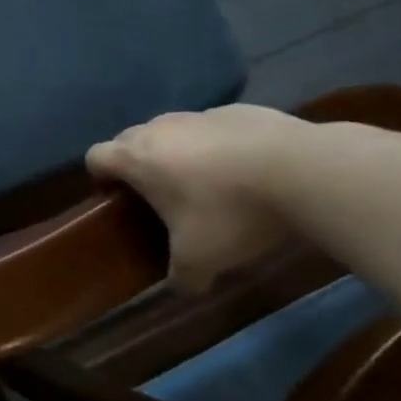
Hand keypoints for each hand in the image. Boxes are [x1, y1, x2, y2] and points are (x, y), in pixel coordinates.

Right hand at [86, 105, 308, 291]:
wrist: (304, 170)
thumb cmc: (232, 212)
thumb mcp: (202, 258)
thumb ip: (183, 277)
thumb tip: (183, 289)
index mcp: (136, 159)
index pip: (95, 157)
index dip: (100, 177)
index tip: (119, 199)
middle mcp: (159, 129)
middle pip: (129, 140)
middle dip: (138, 164)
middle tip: (163, 196)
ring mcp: (199, 115)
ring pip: (172, 130)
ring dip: (179, 152)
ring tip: (211, 183)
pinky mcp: (238, 111)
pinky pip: (214, 127)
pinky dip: (220, 145)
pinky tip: (249, 170)